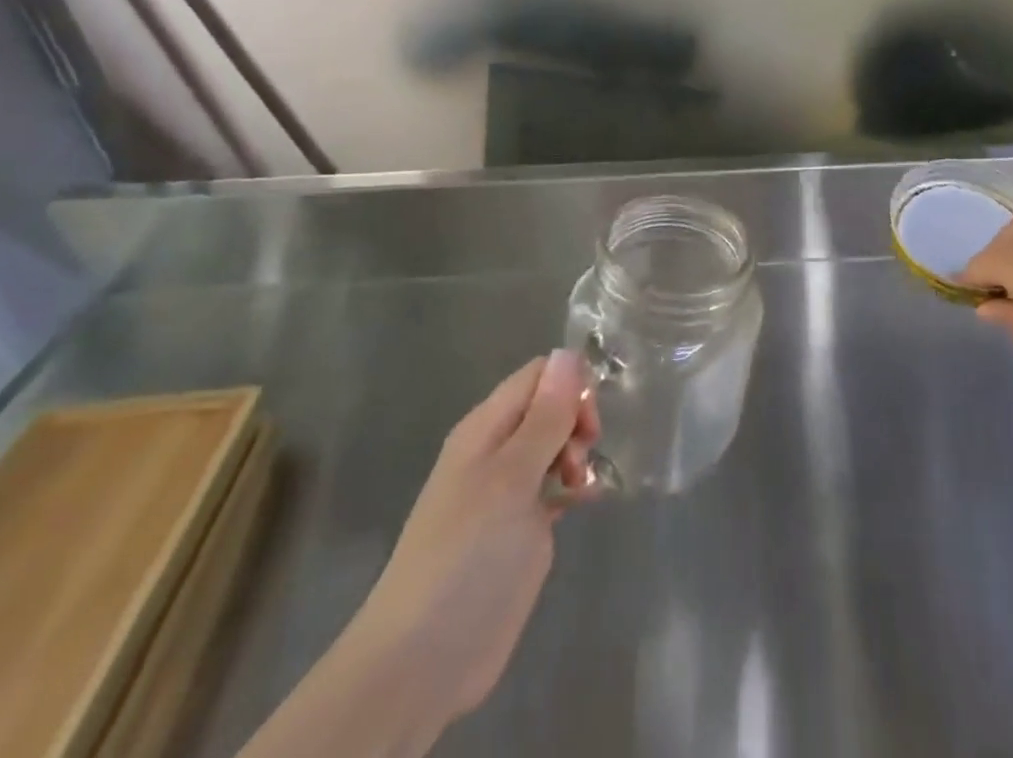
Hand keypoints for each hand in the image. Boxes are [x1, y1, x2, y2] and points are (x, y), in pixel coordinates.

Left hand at [349, 351, 599, 725]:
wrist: (424, 659)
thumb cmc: (468, 553)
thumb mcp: (512, 477)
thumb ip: (544, 417)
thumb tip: (568, 354)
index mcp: (486, 428)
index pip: (538, 375)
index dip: (570, 385)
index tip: (588, 421)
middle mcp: (497, 451)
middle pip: (549, 407)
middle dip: (576, 421)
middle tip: (583, 456)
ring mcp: (508, 492)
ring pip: (555, 446)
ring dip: (578, 453)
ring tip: (581, 485)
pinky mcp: (519, 529)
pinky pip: (554, 486)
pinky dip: (574, 486)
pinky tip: (587, 501)